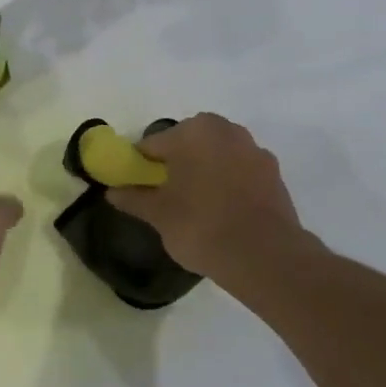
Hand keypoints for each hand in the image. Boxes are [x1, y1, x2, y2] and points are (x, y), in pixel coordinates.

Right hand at [106, 114, 312, 276]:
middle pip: (188, 143)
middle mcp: (224, 130)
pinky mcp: (274, 173)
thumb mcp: (158, 215)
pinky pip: (241, 171)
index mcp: (192, 132)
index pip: (153, 144)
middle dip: (177, 162)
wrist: (265, 256)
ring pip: (217, 154)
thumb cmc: (201, 225)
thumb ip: (133, 198)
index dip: (141, 165)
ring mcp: (253, 150)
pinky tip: (225, 211)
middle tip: (168, 195)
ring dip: (206, 170)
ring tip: (198, 205)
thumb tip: (111, 192)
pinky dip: (230, 183)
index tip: (138, 187)